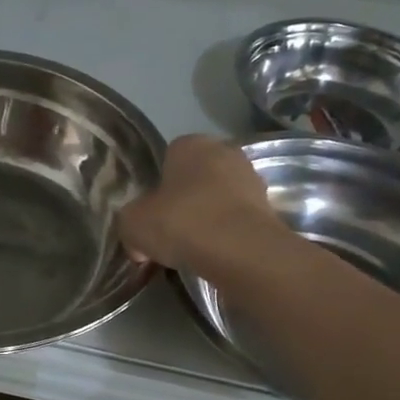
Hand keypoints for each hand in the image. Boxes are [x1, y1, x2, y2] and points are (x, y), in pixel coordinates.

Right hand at [119, 134, 290, 275]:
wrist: (241, 251)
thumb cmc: (182, 223)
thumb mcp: (133, 224)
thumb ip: (130, 223)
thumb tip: (138, 241)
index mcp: (191, 144)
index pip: (168, 158)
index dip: (157, 187)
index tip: (151, 214)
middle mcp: (225, 151)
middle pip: (196, 177)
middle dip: (184, 200)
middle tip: (170, 231)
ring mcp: (251, 179)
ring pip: (218, 198)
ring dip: (207, 217)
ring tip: (192, 248)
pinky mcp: (269, 208)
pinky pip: (236, 219)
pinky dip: (226, 233)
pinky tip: (215, 254)